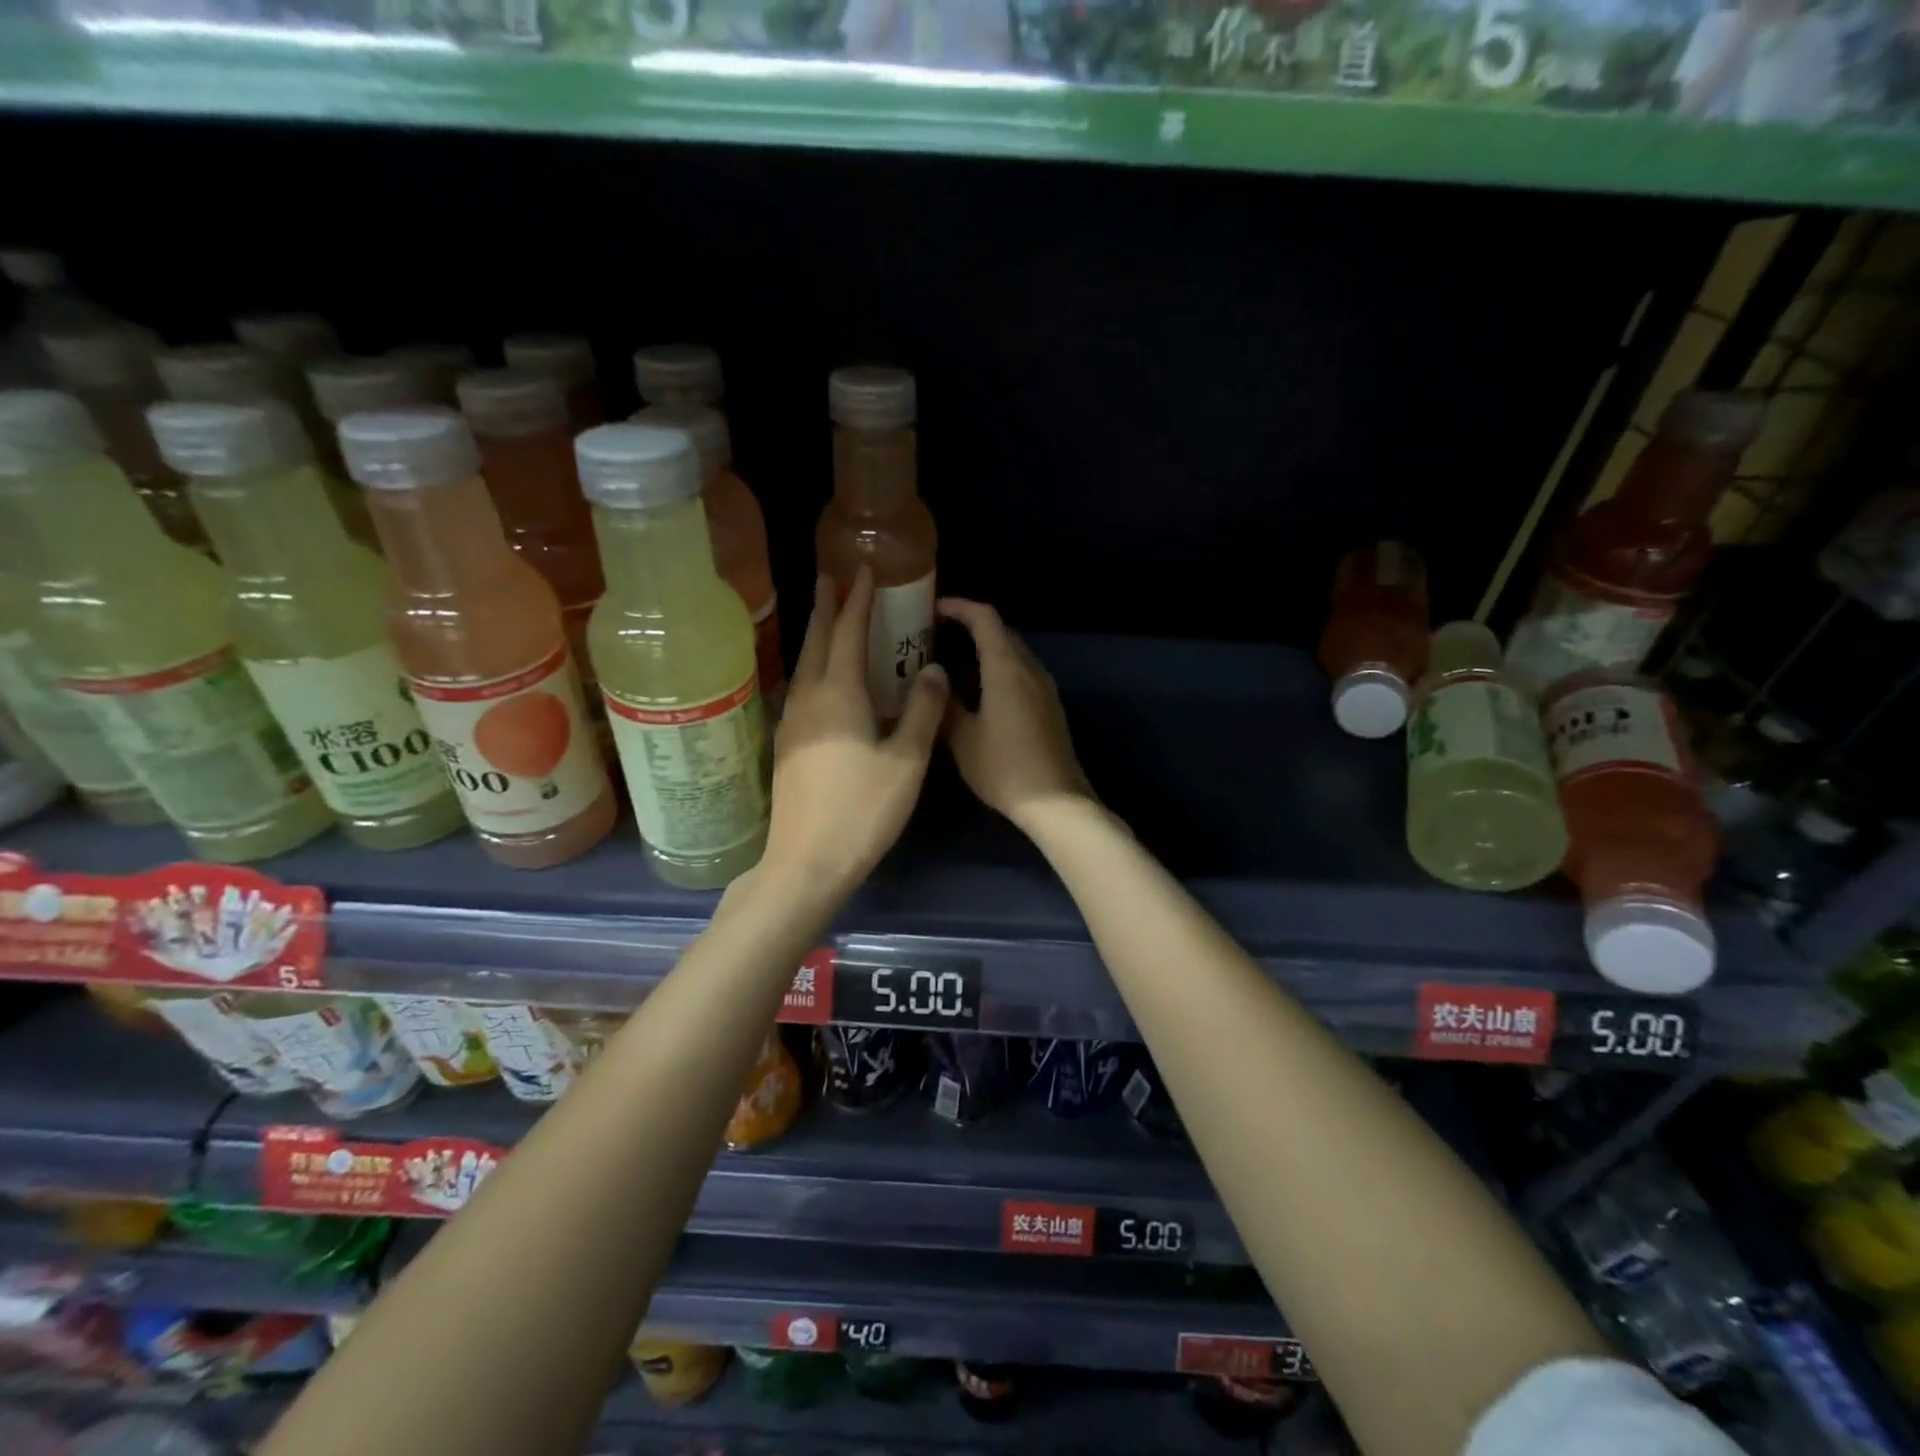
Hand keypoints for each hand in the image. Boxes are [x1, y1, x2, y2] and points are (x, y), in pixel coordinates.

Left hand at [761, 569, 947, 900]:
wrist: (807, 861)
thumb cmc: (862, 810)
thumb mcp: (907, 761)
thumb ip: (923, 711)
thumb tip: (935, 670)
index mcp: (839, 693)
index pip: (849, 632)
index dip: (859, 599)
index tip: (864, 569)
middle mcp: (809, 697)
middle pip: (817, 640)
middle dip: (827, 605)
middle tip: (834, 577)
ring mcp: (792, 721)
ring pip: (805, 663)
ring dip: (819, 634)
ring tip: (831, 616)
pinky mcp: (788, 743)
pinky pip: (803, 686)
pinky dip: (817, 665)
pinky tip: (826, 676)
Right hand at [938, 598, 1093, 834]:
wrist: (1055, 802)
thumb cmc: (1005, 767)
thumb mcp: (963, 739)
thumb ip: (945, 705)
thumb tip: (932, 681)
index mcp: (1007, 668)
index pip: (985, 618)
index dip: (959, 607)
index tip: (933, 609)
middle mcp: (1030, 669)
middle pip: (1001, 632)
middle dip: (971, 626)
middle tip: (937, 636)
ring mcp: (1045, 688)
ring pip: (1014, 653)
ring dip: (986, 648)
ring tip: (953, 660)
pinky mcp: (1050, 707)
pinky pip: (1022, 672)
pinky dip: (999, 668)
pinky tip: (980, 690)